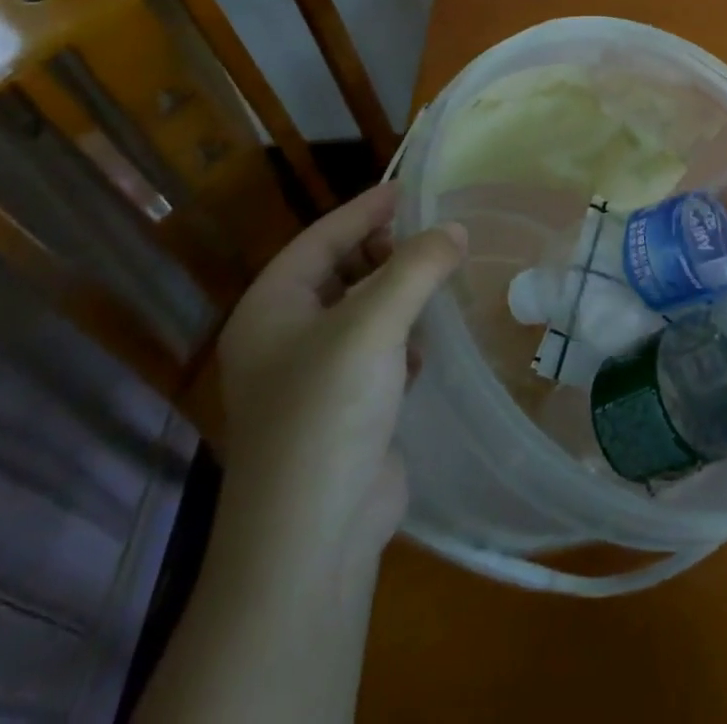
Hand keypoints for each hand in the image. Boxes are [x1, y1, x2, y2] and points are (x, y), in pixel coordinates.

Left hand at [215, 181, 465, 556]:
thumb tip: (455, 229)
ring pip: (361, 312)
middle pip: (340, 271)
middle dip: (386, 252)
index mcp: (271, 309)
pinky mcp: (343, 409)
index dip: (365, 210)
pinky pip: (376, 351)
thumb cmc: (327, 412)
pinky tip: (428, 342)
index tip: (411, 188)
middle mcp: (283, 338)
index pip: (320, 238)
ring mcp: (312, 378)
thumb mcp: (373, 325)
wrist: (311, 537)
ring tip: (441, 278)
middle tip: (435, 236)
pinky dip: (403, 337)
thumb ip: (417, 267)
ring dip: (399, 294)